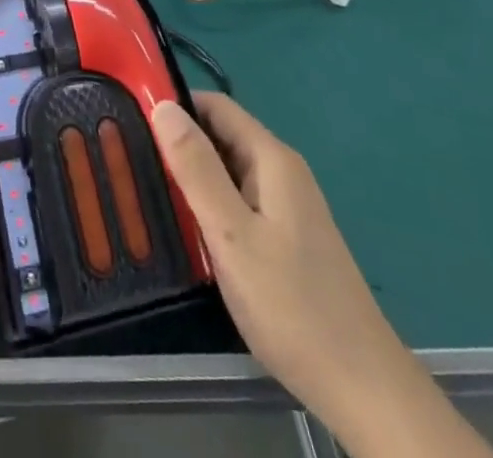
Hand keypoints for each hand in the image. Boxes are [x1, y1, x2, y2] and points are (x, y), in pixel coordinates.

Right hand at [152, 95, 492, 457]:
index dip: (176, 106)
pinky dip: (212, 203)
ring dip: (194, 175)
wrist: (361, 386)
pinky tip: (188, 229)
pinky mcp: (287, 237)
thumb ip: (196, 168)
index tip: (132, 119)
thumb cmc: (291, 304)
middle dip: (180, 142)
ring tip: (150, 192)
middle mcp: (282, 171)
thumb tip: (162, 106)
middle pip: (222, 135)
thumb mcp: (232, 234)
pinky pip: (240, 200)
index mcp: (271, 159)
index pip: (216, 106)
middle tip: (131, 159)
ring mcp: (288, 205)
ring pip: (229, 170)